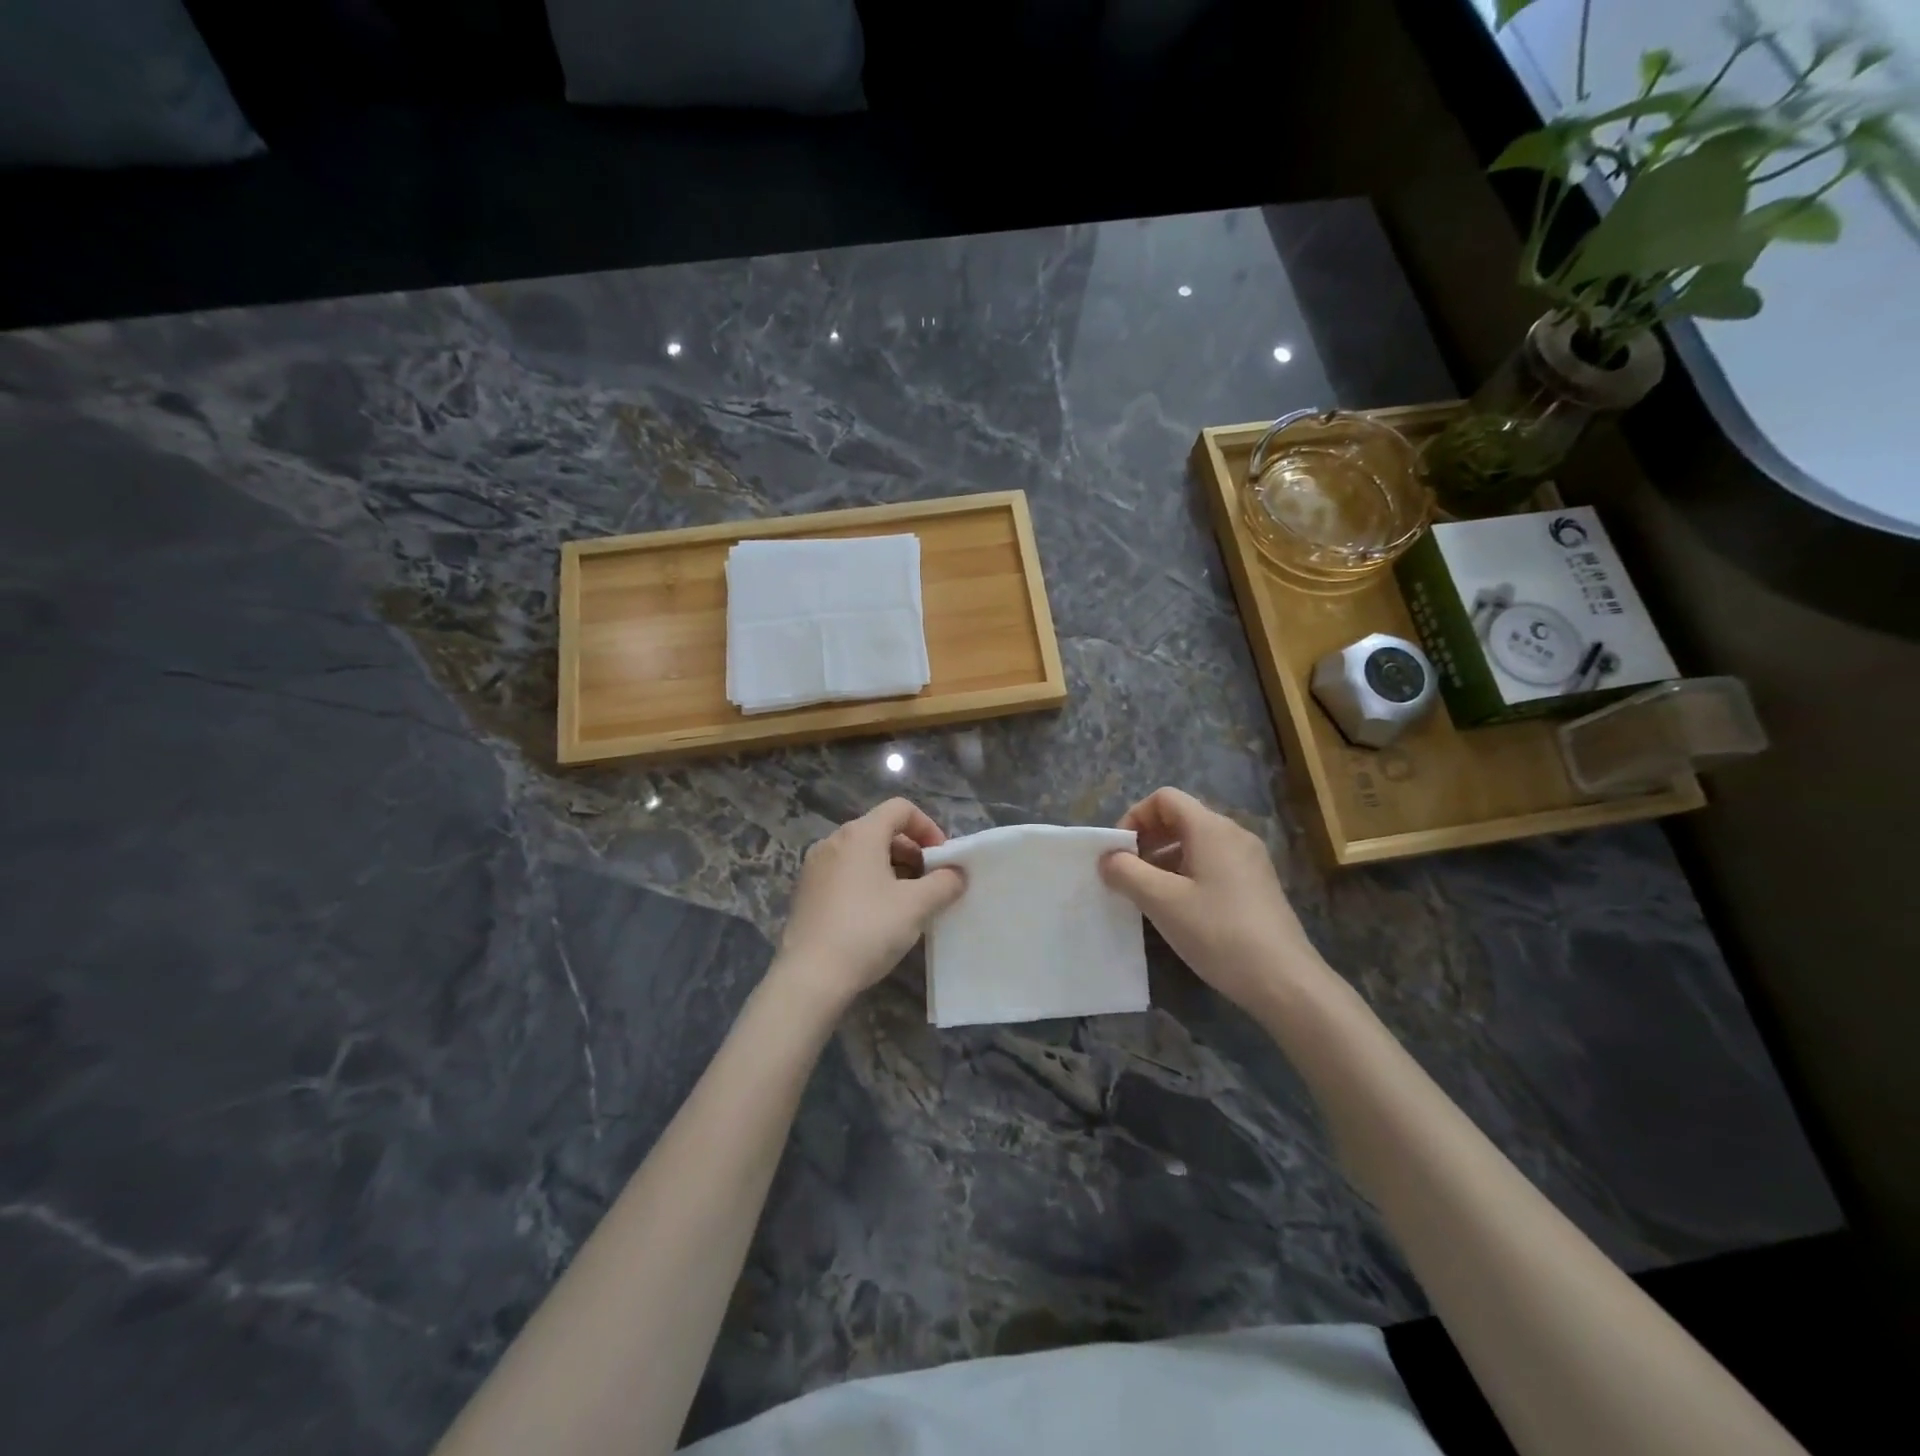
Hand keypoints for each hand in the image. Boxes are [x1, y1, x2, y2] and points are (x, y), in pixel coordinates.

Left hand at [774, 798, 965, 1007]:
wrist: (810, 976)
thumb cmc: (868, 930)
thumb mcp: (916, 906)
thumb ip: (944, 883)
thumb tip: (956, 874)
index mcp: (860, 834)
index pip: (900, 809)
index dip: (928, 827)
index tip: (942, 858)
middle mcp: (834, 841)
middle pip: (881, 830)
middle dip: (912, 851)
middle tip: (929, 883)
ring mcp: (815, 866)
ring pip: (862, 853)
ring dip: (891, 868)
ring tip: (907, 902)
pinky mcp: (806, 891)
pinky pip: (845, 873)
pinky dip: (867, 882)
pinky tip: (877, 915)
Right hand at [1099, 787, 1327, 1015]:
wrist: (1285, 981)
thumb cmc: (1218, 932)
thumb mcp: (1162, 901)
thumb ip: (1126, 872)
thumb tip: (1107, 858)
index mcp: (1211, 829)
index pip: (1165, 799)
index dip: (1134, 817)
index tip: (1119, 852)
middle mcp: (1233, 835)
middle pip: (1181, 818)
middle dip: (1147, 839)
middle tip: (1127, 873)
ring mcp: (1249, 860)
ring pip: (1196, 844)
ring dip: (1164, 860)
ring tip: (1147, 894)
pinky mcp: (1257, 885)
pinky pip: (1213, 864)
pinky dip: (1186, 875)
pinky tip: (1179, 910)